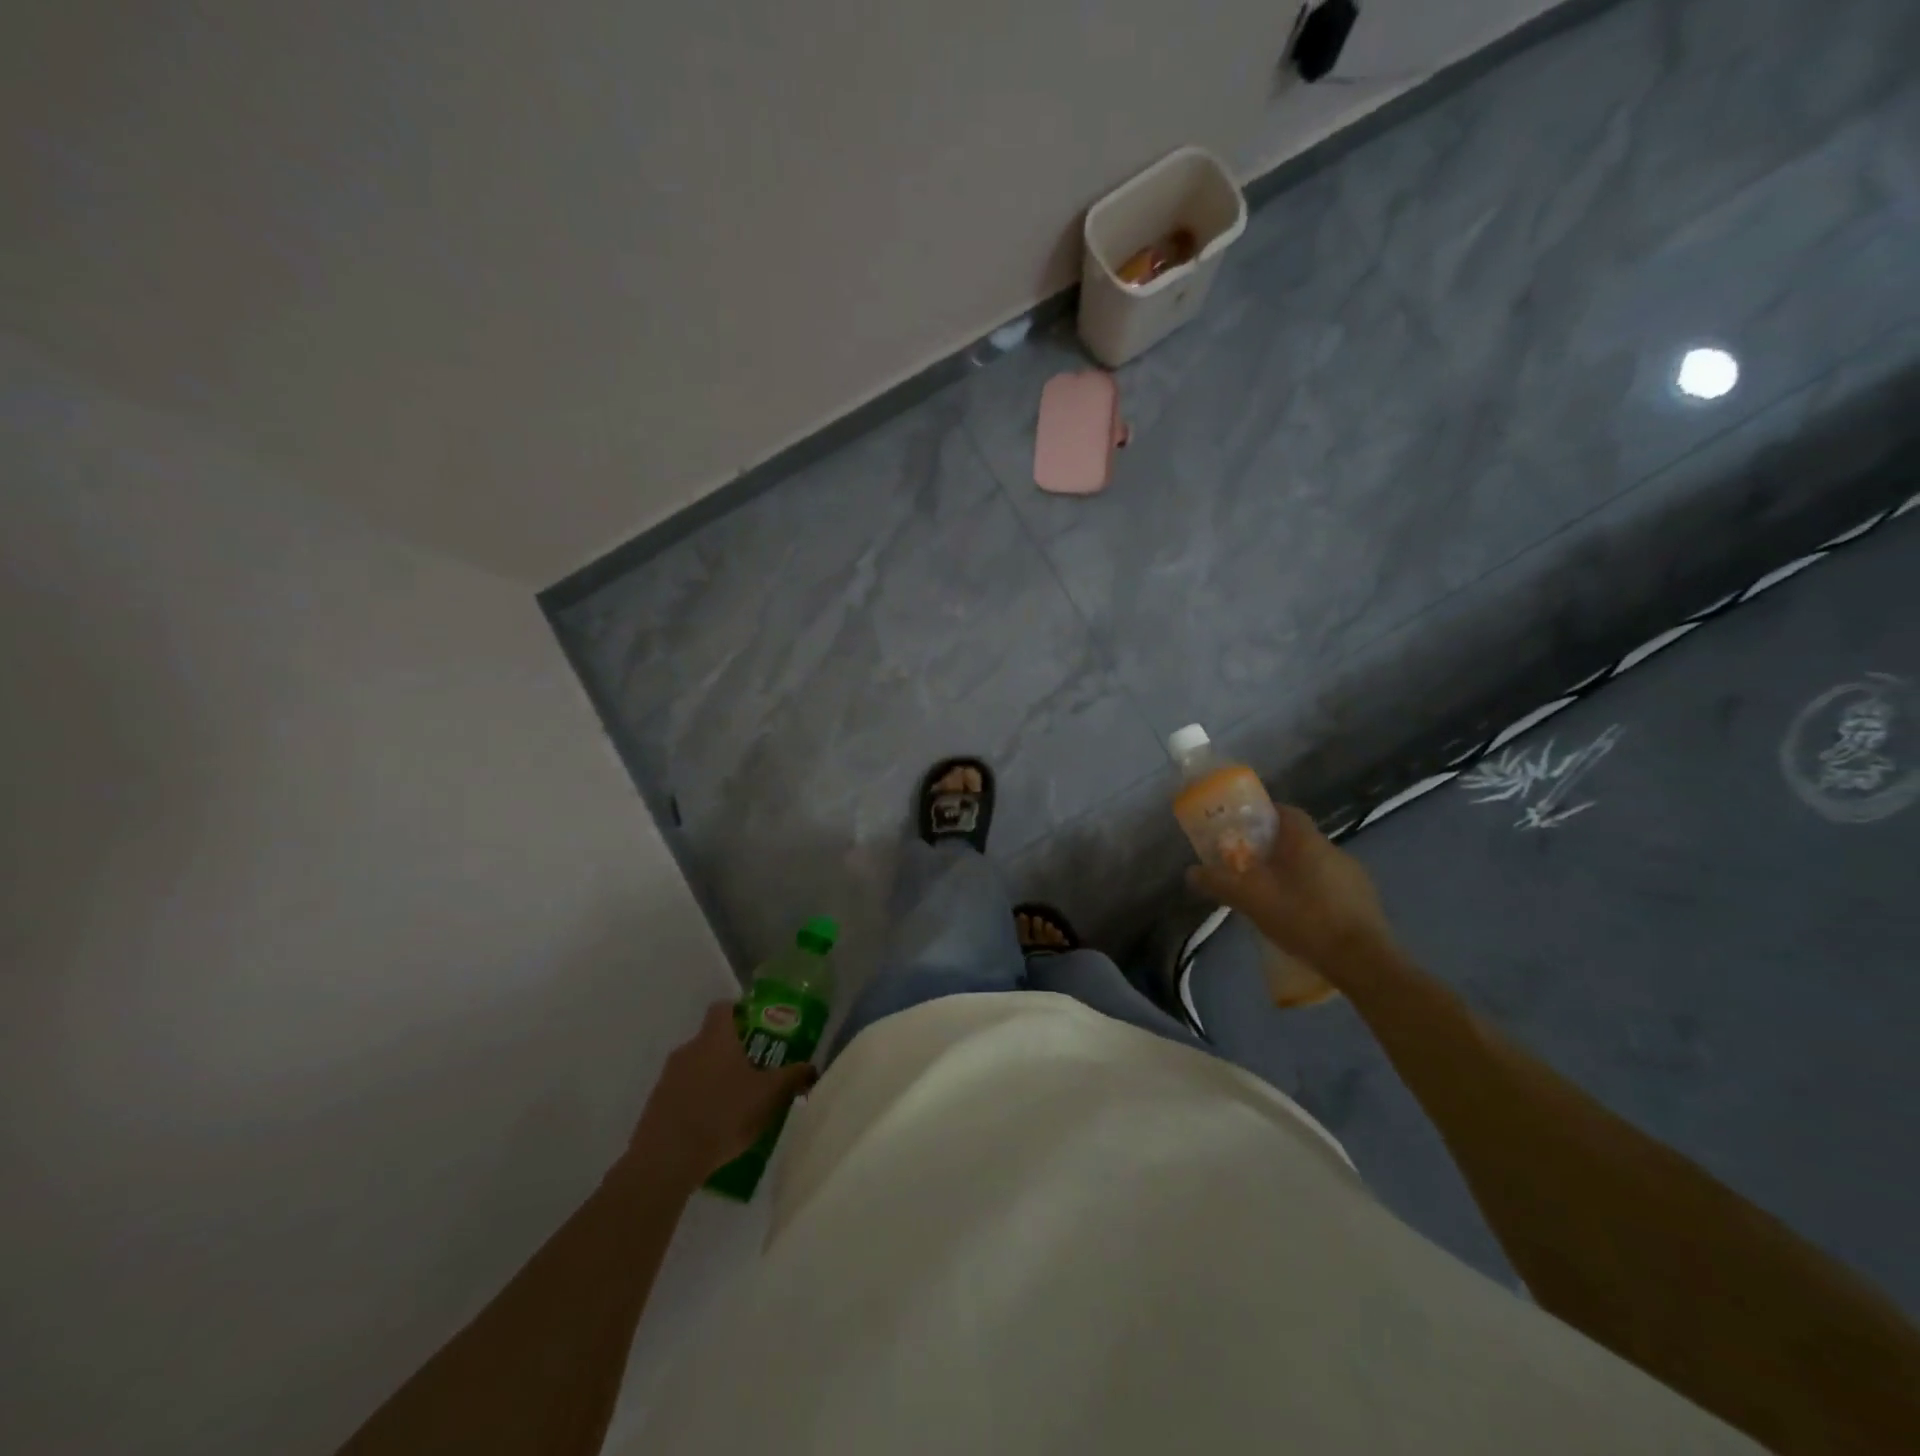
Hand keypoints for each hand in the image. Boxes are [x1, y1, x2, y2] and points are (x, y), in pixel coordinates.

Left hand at [632, 1001, 817, 1181]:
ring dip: (713, 1078)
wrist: (666, 1160)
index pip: (724, 1008)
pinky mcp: (655, 1105)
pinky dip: (697, 1101)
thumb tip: (811, 1067)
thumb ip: (792, 1077)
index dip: (740, 1012)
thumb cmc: (724, 1114)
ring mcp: (667, 1077)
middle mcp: (688, 1049)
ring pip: (696, 1067)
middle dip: (731, 1051)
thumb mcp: (769, 1096)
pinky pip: (682, 1093)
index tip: (757, 1027)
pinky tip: (712, 1126)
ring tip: (735, 1103)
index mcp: (715, 1037)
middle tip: (754, 1070)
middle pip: (711, 1039)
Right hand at [1186, 804, 1394, 971]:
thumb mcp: (1251, 900)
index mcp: (1305, 840)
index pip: (1285, 811)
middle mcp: (1333, 849)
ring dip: (1294, 872)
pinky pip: (1331, 886)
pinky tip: (1301, 917)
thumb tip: (1191, 872)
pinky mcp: (1365, 901)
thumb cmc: (1304, 917)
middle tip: (1250, 866)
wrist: (1363, 960)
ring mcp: (1353, 875)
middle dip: (1273, 848)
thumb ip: (1219, 883)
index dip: (1264, 814)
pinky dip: (1313, 893)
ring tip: (1272, 895)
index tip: (1244, 828)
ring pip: (1314, 864)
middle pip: (1297, 839)